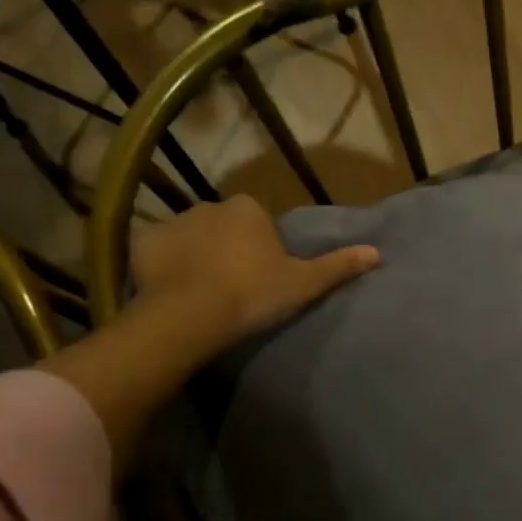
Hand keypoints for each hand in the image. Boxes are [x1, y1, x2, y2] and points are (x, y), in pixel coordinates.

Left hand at [131, 194, 378, 346]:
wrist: (192, 314)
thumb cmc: (253, 294)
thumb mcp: (304, 283)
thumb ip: (338, 266)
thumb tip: (377, 252)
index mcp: (248, 209)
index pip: (259, 222)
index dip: (262, 249)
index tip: (262, 278)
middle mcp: (209, 205)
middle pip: (225, 227)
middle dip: (228, 248)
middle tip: (235, 287)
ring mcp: (173, 222)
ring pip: (192, 238)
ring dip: (198, 256)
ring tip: (204, 293)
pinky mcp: (144, 243)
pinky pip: (161, 251)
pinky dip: (167, 266)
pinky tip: (175, 291)